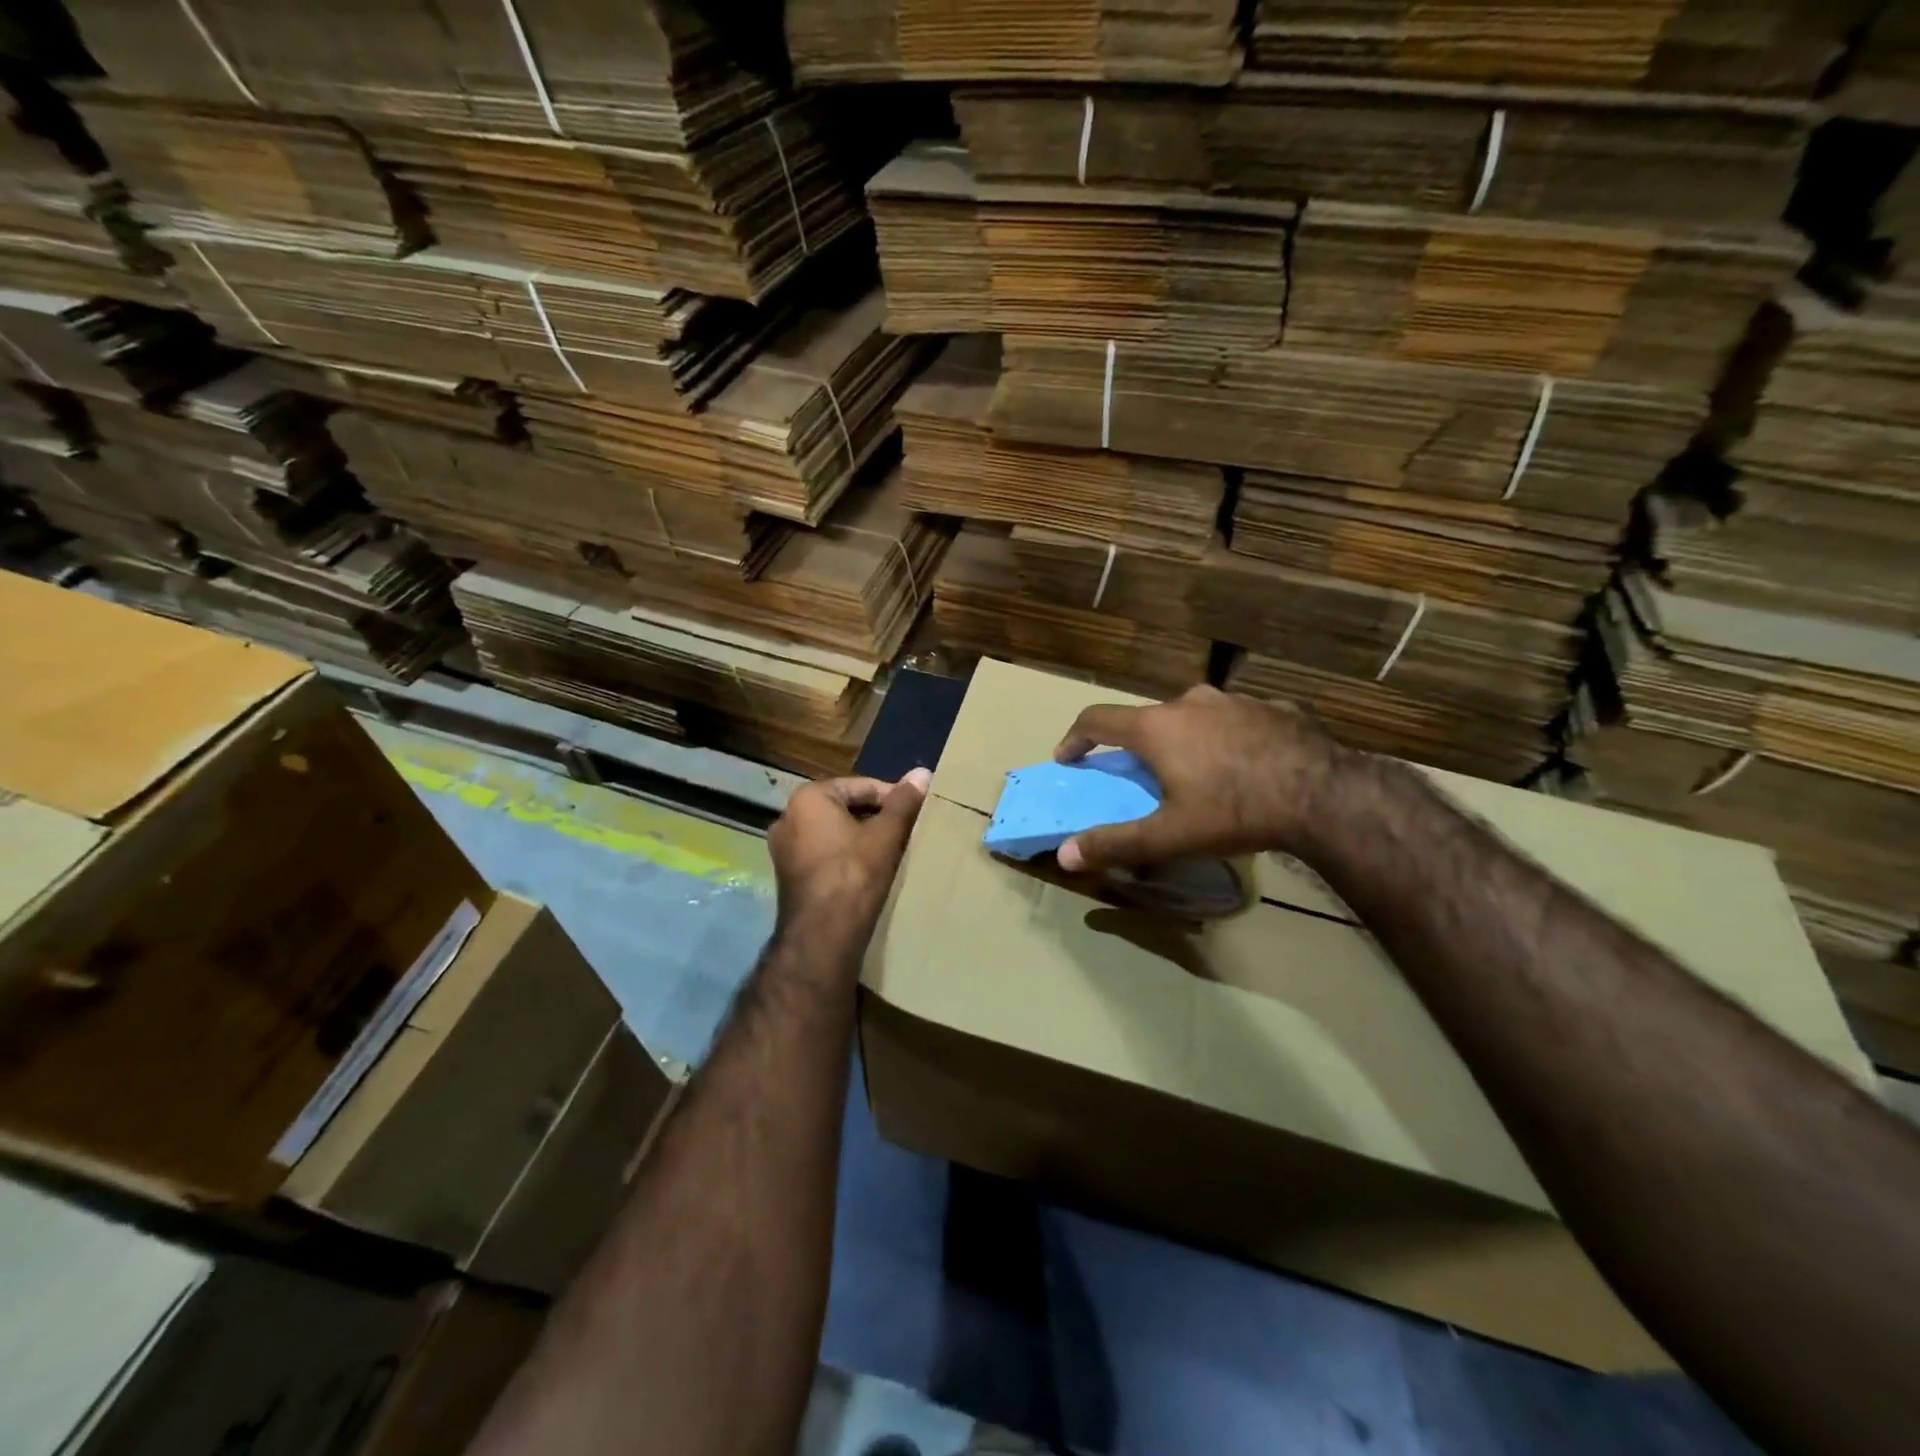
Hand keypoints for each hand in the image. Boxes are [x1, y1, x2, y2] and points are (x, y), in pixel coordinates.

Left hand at [767, 769, 930, 946]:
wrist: (823, 935)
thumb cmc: (854, 874)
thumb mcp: (886, 834)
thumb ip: (904, 802)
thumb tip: (922, 772)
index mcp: (808, 798)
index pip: (861, 786)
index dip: (893, 797)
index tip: (917, 813)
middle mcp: (787, 817)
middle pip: (845, 808)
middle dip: (877, 818)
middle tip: (908, 832)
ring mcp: (784, 849)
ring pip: (834, 833)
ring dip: (862, 838)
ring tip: (893, 850)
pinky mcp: (788, 876)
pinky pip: (824, 854)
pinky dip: (846, 856)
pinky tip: (871, 870)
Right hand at [1052, 686, 1346, 870]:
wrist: (1326, 794)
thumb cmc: (1235, 811)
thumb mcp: (1170, 835)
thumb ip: (1115, 842)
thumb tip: (1064, 855)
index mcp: (1157, 727)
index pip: (1097, 720)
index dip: (1075, 738)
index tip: (1067, 757)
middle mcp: (1190, 702)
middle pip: (1148, 719)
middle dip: (1139, 747)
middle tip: (1144, 778)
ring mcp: (1235, 700)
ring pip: (1194, 717)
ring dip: (1185, 740)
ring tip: (1200, 773)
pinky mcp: (1273, 706)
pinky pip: (1236, 721)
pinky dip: (1227, 739)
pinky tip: (1246, 765)